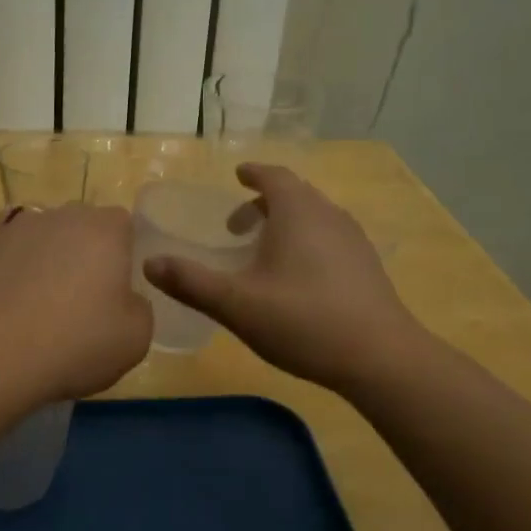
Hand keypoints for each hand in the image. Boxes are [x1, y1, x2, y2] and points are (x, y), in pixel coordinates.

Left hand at [0, 203, 153, 402]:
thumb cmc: (74, 343)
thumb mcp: (136, 339)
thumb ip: (139, 308)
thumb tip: (124, 299)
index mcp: (106, 230)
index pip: (123, 226)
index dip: (122, 256)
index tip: (117, 291)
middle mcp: (62, 216)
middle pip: (81, 226)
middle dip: (84, 253)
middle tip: (81, 299)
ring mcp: (16, 226)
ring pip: (42, 234)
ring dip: (46, 257)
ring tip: (38, 302)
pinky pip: (6, 246)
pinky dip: (11, 263)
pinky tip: (9, 293)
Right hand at [142, 164, 415, 392]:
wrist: (380, 357)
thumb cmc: (303, 321)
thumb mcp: (236, 304)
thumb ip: (191, 282)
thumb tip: (150, 263)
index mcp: (298, 212)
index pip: (274, 176)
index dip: (253, 174)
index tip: (238, 176)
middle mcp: (329, 216)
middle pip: (294, 196)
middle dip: (263, 204)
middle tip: (235, 228)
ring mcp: (354, 241)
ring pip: (314, 218)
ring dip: (286, 225)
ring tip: (263, 253)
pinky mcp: (367, 267)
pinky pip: (329, 239)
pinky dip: (306, 243)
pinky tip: (296, 279)